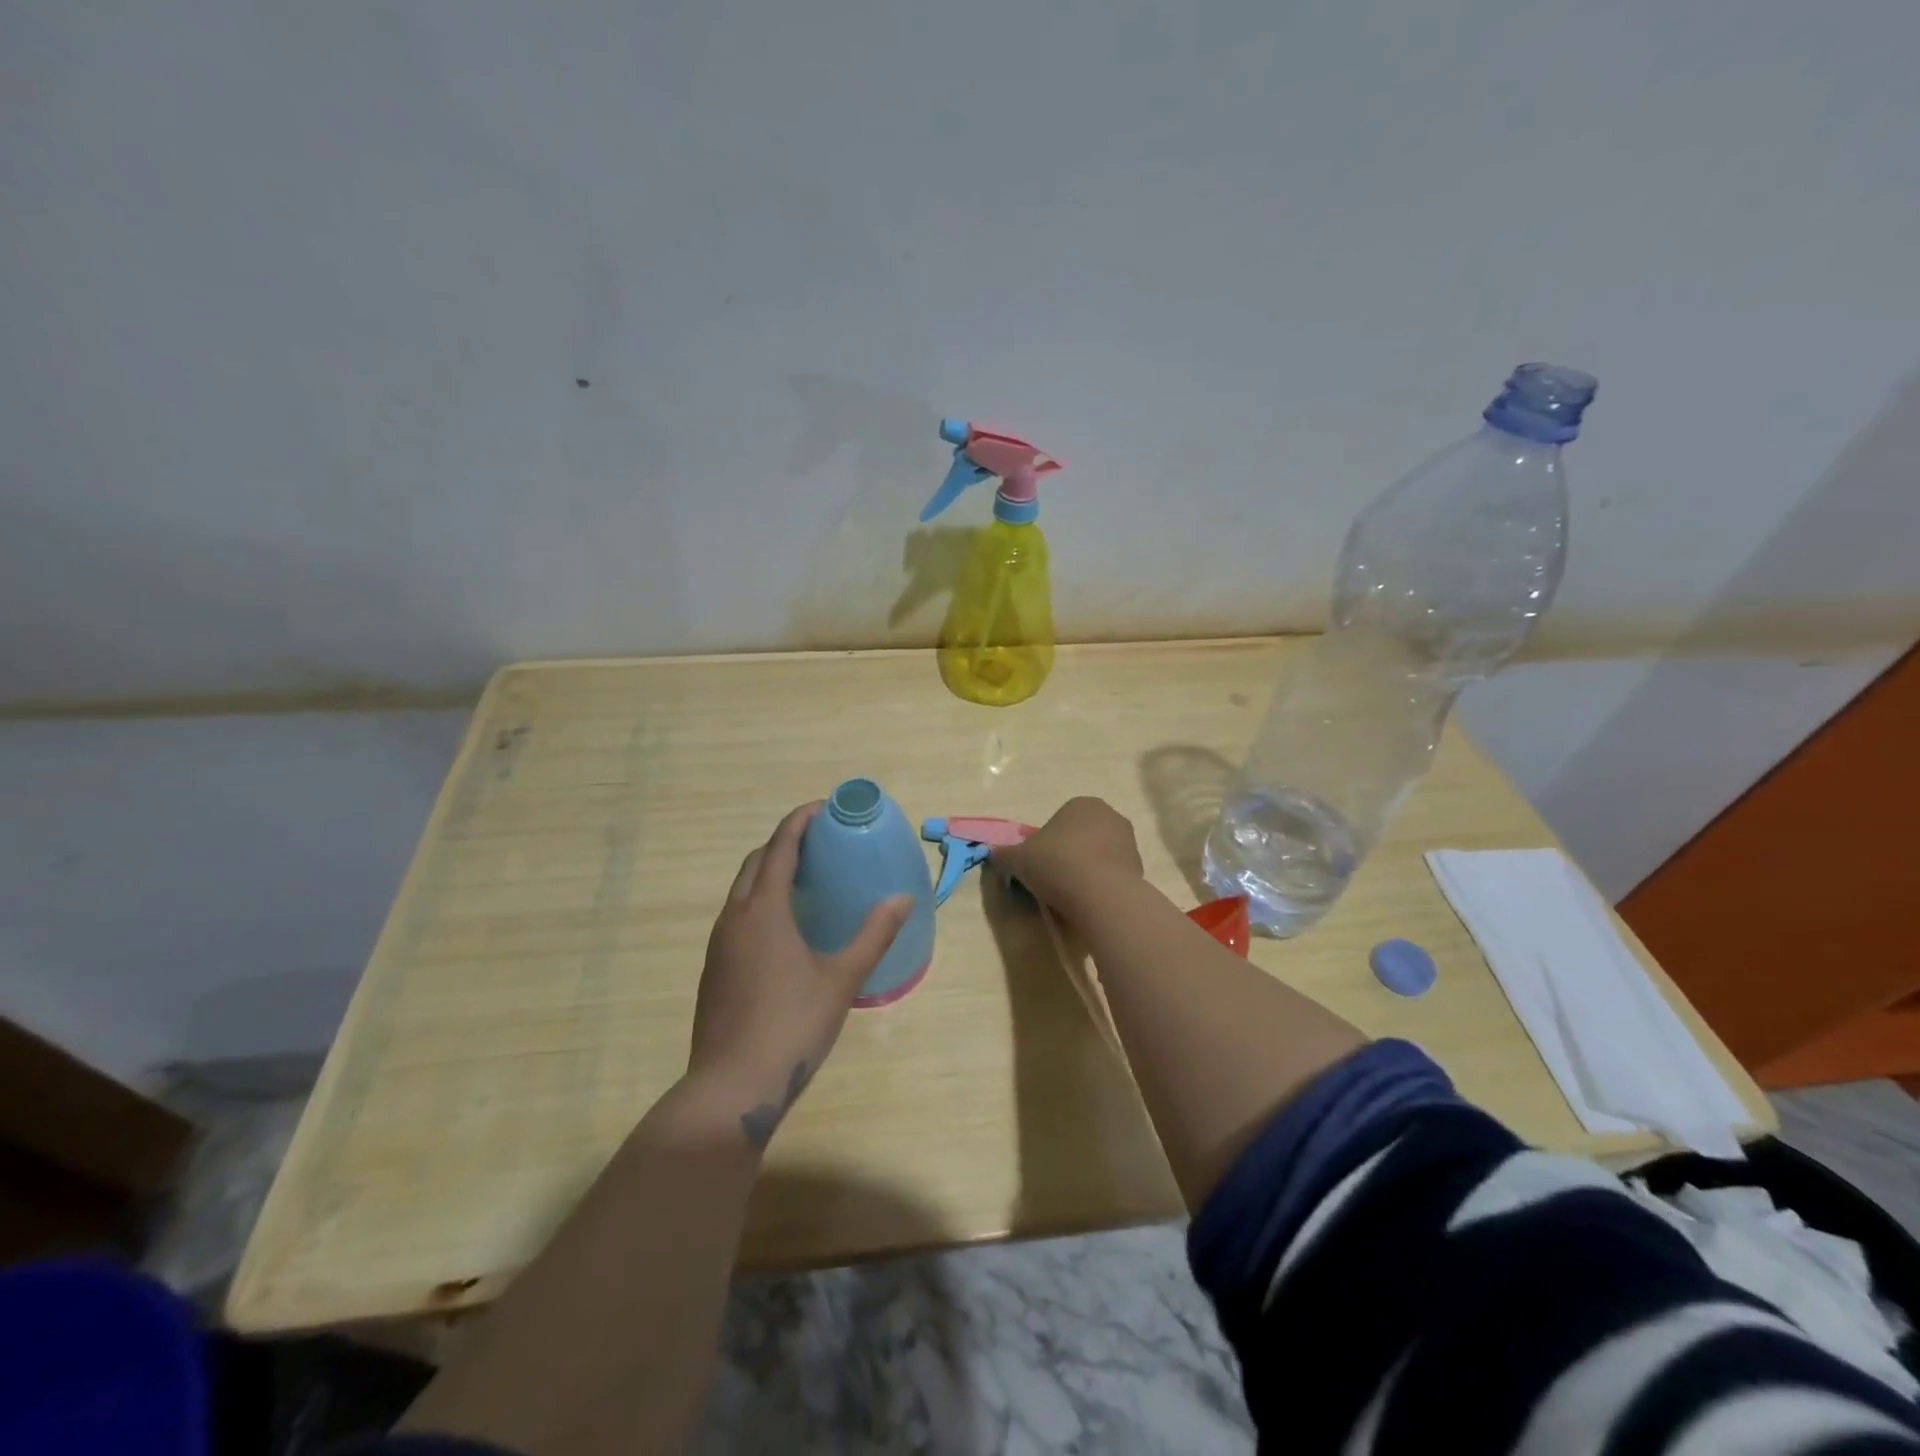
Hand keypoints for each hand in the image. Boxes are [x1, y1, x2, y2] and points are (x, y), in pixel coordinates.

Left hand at [688, 801, 910, 1150]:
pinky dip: (760, 903)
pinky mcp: (713, 969)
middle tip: (819, 845)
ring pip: (742, 891)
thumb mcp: (841, 978)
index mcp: (763, 910)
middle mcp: (734, 918)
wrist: (732, 1087)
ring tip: (806, 881)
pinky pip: (737, 917)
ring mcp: (718, 945)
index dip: (800, 821)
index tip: (824, 808)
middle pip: (755, 863)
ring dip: (769, 874)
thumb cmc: (791, 1025)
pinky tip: (785, 929)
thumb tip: (903, 899)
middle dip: (784, 844)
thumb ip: (873, 935)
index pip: (780, 847)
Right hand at [992, 796, 1143, 917]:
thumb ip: (1004, 854)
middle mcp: (1110, 816)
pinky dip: (1101, 886)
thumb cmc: (1056, 864)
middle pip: (1081, 837)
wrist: (1100, 895)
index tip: (1039, 865)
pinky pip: (1112, 876)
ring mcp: (1130, 843)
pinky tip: (1089, 903)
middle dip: (1069, 855)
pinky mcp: (1140, 869)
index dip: (1045, 844)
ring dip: (1086, 871)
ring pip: (1099, 856)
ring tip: (1070, 895)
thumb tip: (994, 854)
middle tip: (1052, 880)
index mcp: (1082, 804)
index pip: (1059, 821)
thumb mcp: (1018, 858)